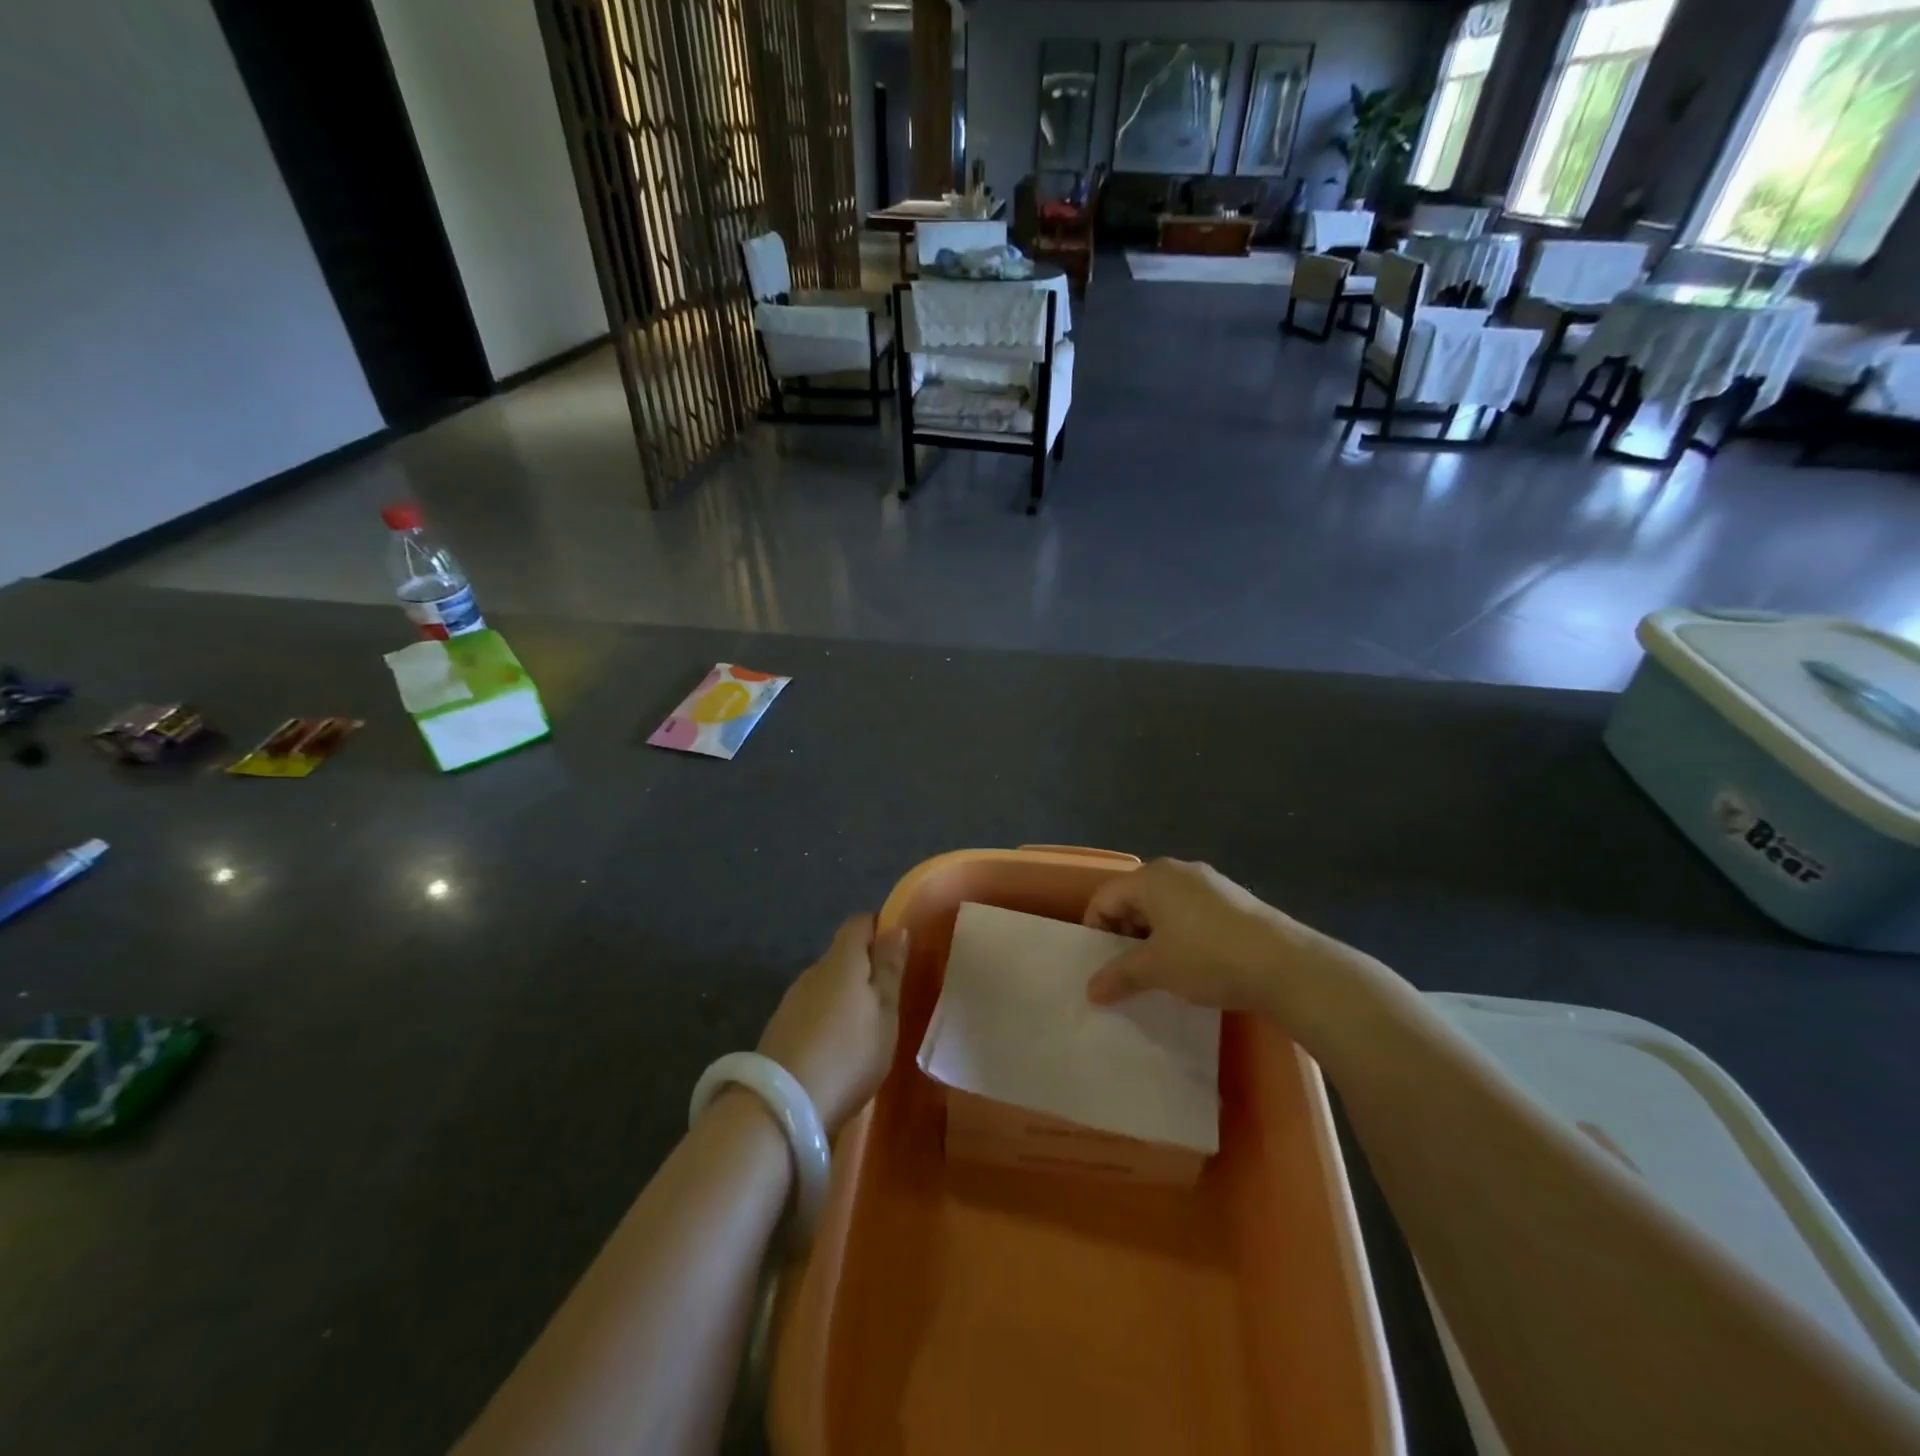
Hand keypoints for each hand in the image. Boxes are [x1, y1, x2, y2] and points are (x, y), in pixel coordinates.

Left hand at [757, 915, 909, 1131]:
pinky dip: (827, 1020)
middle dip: (865, 968)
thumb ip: (890, 970)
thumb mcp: (884, 1013)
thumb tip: (897, 928)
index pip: (859, 923)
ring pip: (826, 985)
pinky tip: (838, 1049)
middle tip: (889, 997)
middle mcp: (812, 971)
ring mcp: (791, 1000)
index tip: (899, 952)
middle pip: (842, 955)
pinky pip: (812, 1011)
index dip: (880, 929)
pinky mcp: (779, 1029)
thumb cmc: (848, 1054)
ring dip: (845, 997)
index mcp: (841, 960)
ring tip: (866, 1029)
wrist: (781, 1108)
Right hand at [1082, 859, 1299, 1010]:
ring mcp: (1209, 882)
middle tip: (1126, 969)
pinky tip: (1193, 963)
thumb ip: (1119, 975)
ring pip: (1164, 905)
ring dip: (1153, 935)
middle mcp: (1177, 870)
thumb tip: (1090, 990)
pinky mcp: (1233, 899)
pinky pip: (1191, 911)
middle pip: (1134, 897)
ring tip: (1160, 970)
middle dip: (1124, 933)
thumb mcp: (1157, 969)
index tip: (1100, 963)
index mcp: (1151, 878)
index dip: (1095, 930)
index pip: (1105, 897)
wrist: (1285, 964)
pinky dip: (1180, 933)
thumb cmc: (1207, 957)